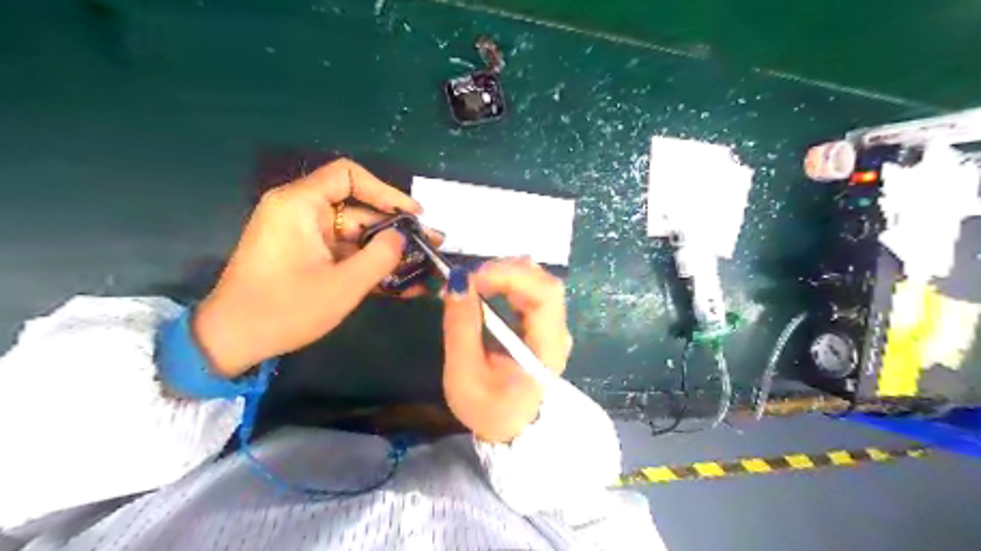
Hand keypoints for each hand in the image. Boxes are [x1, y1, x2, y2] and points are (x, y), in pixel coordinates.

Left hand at [196, 157, 431, 376]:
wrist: (232, 340)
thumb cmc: (285, 309)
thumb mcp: (343, 285)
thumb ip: (380, 256)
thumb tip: (403, 237)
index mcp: (299, 204)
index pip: (348, 175)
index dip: (386, 191)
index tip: (413, 214)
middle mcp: (299, 210)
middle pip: (356, 207)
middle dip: (393, 227)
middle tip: (428, 245)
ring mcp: (301, 233)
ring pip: (353, 232)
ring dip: (385, 249)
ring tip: (420, 266)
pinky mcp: (304, 253)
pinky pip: (342, 249)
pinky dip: (366, 262)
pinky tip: (396, 280)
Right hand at [446, 258, 575, 442]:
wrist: (512, 430)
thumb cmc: (488, 408)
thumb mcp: (464, 375)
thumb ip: (461, 327)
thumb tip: (456, 282)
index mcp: (547, 349)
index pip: (544, 295)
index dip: (510, 276)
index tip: (473, 277)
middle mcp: (558, 332)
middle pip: (544, 283)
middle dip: (506, 270)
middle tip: (470, 277)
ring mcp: (554, 326)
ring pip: (539, 282)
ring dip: (507, 273)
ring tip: (475, 281)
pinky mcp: (544, 324)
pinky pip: (532, 290)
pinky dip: (508, 281)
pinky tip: (488, 286)